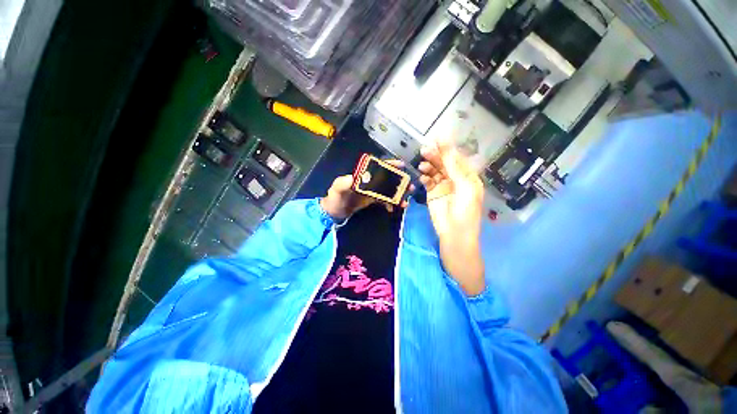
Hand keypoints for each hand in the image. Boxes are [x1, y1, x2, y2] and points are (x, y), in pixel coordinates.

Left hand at [320, 160, 407, 219]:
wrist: (333, 213)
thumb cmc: (335, 199)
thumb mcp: (338, 189)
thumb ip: (345, 182)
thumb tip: (358, 177)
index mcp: (361, 175)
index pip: (377, 167)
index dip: (389, 165)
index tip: (401, 165)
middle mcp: (368, 181)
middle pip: (386, 178)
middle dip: (399, 181)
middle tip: (410, 186)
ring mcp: (371, 191)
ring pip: (388, 190)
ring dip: (397, 194)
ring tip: (406, 201)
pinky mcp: (372, 200)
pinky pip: (384, 200)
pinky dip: (391, 203)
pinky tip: (395, 208)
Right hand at [419, 141, 485, 295]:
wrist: (454, 235)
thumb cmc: (465, 212)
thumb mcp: (464, 187)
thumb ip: (455, 168)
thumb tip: (448, 148)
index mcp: (467, 177)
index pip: (457, 159)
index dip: (448, 148)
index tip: (438, 137)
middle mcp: (455, 179)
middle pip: (444, 163)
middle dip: (436, 155)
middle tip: (425, 149)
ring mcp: (443, 186)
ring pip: (435, 171)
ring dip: (429, 165)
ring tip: (422, 163)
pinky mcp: (433, 194)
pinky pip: (428, 181)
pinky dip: (425, 177)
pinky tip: (422, 175)